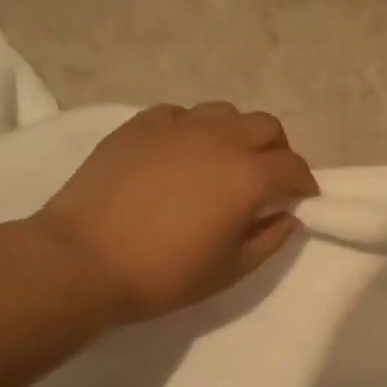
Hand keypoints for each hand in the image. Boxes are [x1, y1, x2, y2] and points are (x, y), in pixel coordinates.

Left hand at [35, 102, 318, 322]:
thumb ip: (270, 240)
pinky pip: (181, 114)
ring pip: (225, 112)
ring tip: (225, 161)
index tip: (301, 198)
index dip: (304, 182)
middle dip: (277, 150)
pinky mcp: (140, 126)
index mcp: (248, 176)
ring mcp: (177, 127)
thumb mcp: (230, 270)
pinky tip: (182, 153)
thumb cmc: (164, 274)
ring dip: (237, 134)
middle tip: (268, 178)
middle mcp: (220, 140)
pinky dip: (194, 129)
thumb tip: (288, 216)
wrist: (82, 260)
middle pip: (266, 126)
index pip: (293, 166)